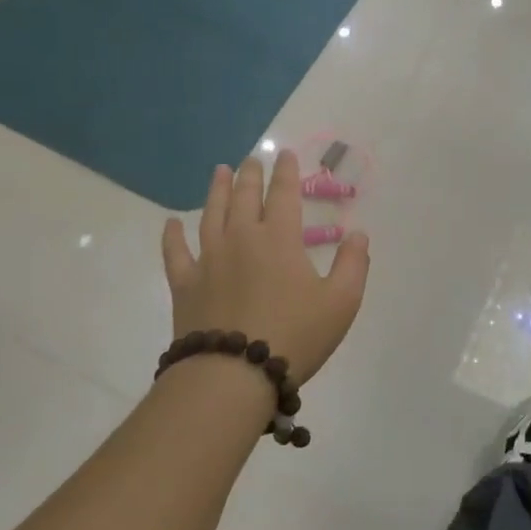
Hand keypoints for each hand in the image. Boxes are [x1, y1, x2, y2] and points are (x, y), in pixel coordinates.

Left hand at [161, 151, 369, 383]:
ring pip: (211, 214)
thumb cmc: (294, 336)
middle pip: (244, 196)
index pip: (283, 194)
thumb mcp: (341, 302)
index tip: (285, 154)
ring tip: (219, 171)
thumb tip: (358, 234)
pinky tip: (172, 223)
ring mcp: (209, 259)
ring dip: (216, 190)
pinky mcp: (185, 284)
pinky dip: (173, 236)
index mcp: (279, 238)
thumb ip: (353, 264)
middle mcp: (241, 238)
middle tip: (251, 159)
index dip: (286, 172)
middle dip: (250, 174)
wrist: (233, 374)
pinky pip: (176, 253)